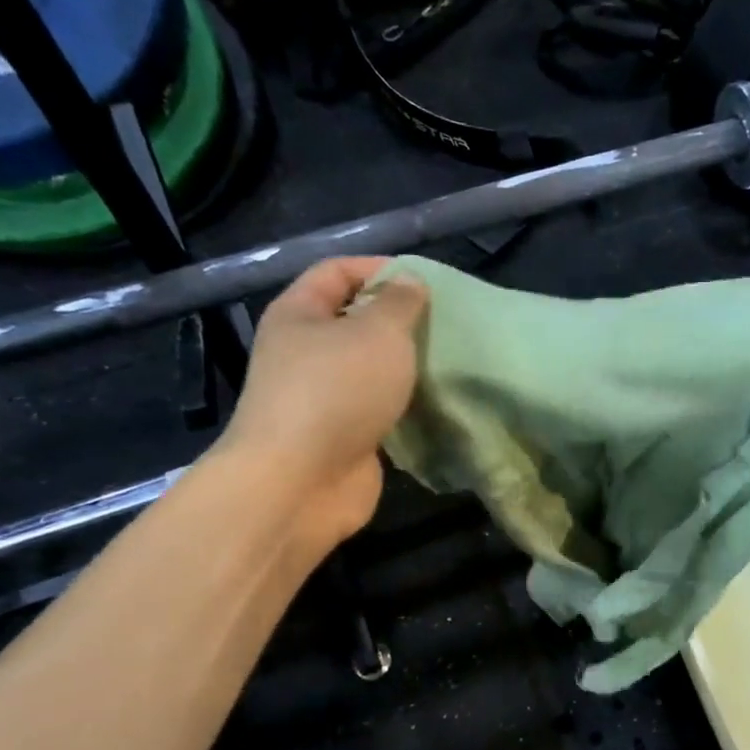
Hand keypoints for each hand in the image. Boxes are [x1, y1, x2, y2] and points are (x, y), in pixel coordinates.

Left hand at [215, 257, 427, 552]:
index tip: (426, 282)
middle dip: (399, 321)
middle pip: (355, 322)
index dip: (379, 267)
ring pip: (370, 370)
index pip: (337, 271)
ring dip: (405, 367)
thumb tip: (409, 281)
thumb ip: (400, 303)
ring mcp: (322, 399)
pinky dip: (405, 406)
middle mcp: (304, 353)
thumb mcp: (378, 332)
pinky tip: (438, 403)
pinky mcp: (343, 437)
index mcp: (299, 314)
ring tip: (449, 362)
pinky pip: (379, 409)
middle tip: (445, 325)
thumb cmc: (336, 391)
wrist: (300, 482)